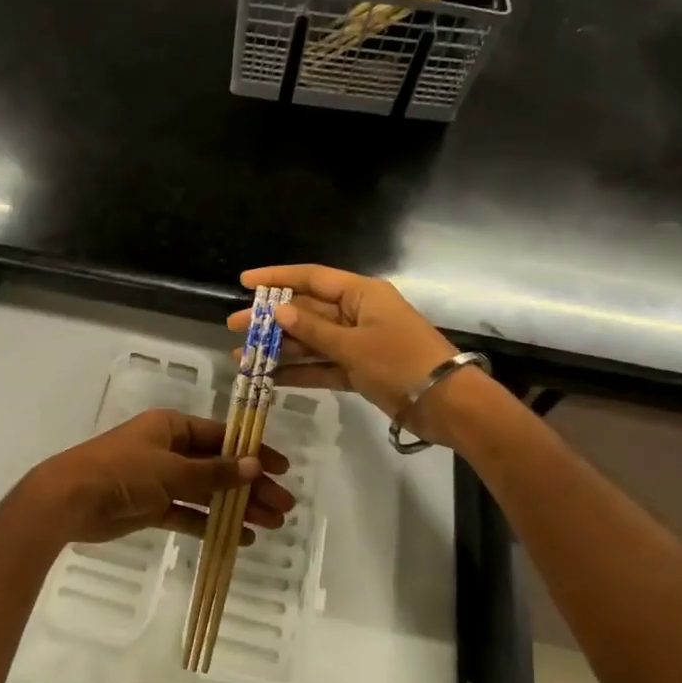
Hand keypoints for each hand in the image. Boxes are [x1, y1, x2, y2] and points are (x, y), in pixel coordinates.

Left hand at [17, 410, 292, 547]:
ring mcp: (160, 479)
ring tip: (270, 525)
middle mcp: (169, 449)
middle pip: (218, 466)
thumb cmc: (122, 472)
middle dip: (250, 485)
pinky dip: (210, 524)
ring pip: (206, 492)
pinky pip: (188, 514)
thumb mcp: (171, 469)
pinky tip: (238, 538)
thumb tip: (255, 465)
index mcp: (172, 427)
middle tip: (283, 507)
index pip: (222, 437)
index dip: (253, 453)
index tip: (282, 469)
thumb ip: (214, 472)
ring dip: (236, 507)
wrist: (69, 500)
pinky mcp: (151, 507)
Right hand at [227, 265, 467, 435]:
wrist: (448, 405)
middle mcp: (357, 313)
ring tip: (242, 357)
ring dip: (279, 349)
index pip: (311, 278)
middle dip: (269, 320)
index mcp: (361, 294)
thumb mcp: (354, 344)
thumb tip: (278, 311)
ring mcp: (357, 343)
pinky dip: (298, 372)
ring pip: (310, 341)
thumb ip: (313, 329)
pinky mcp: (359, 370)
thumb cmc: (401, 362)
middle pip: (306, 311)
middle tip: (233, 326)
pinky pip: (322, 366)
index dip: (276, 277)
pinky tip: (269, 378)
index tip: (243, 282)